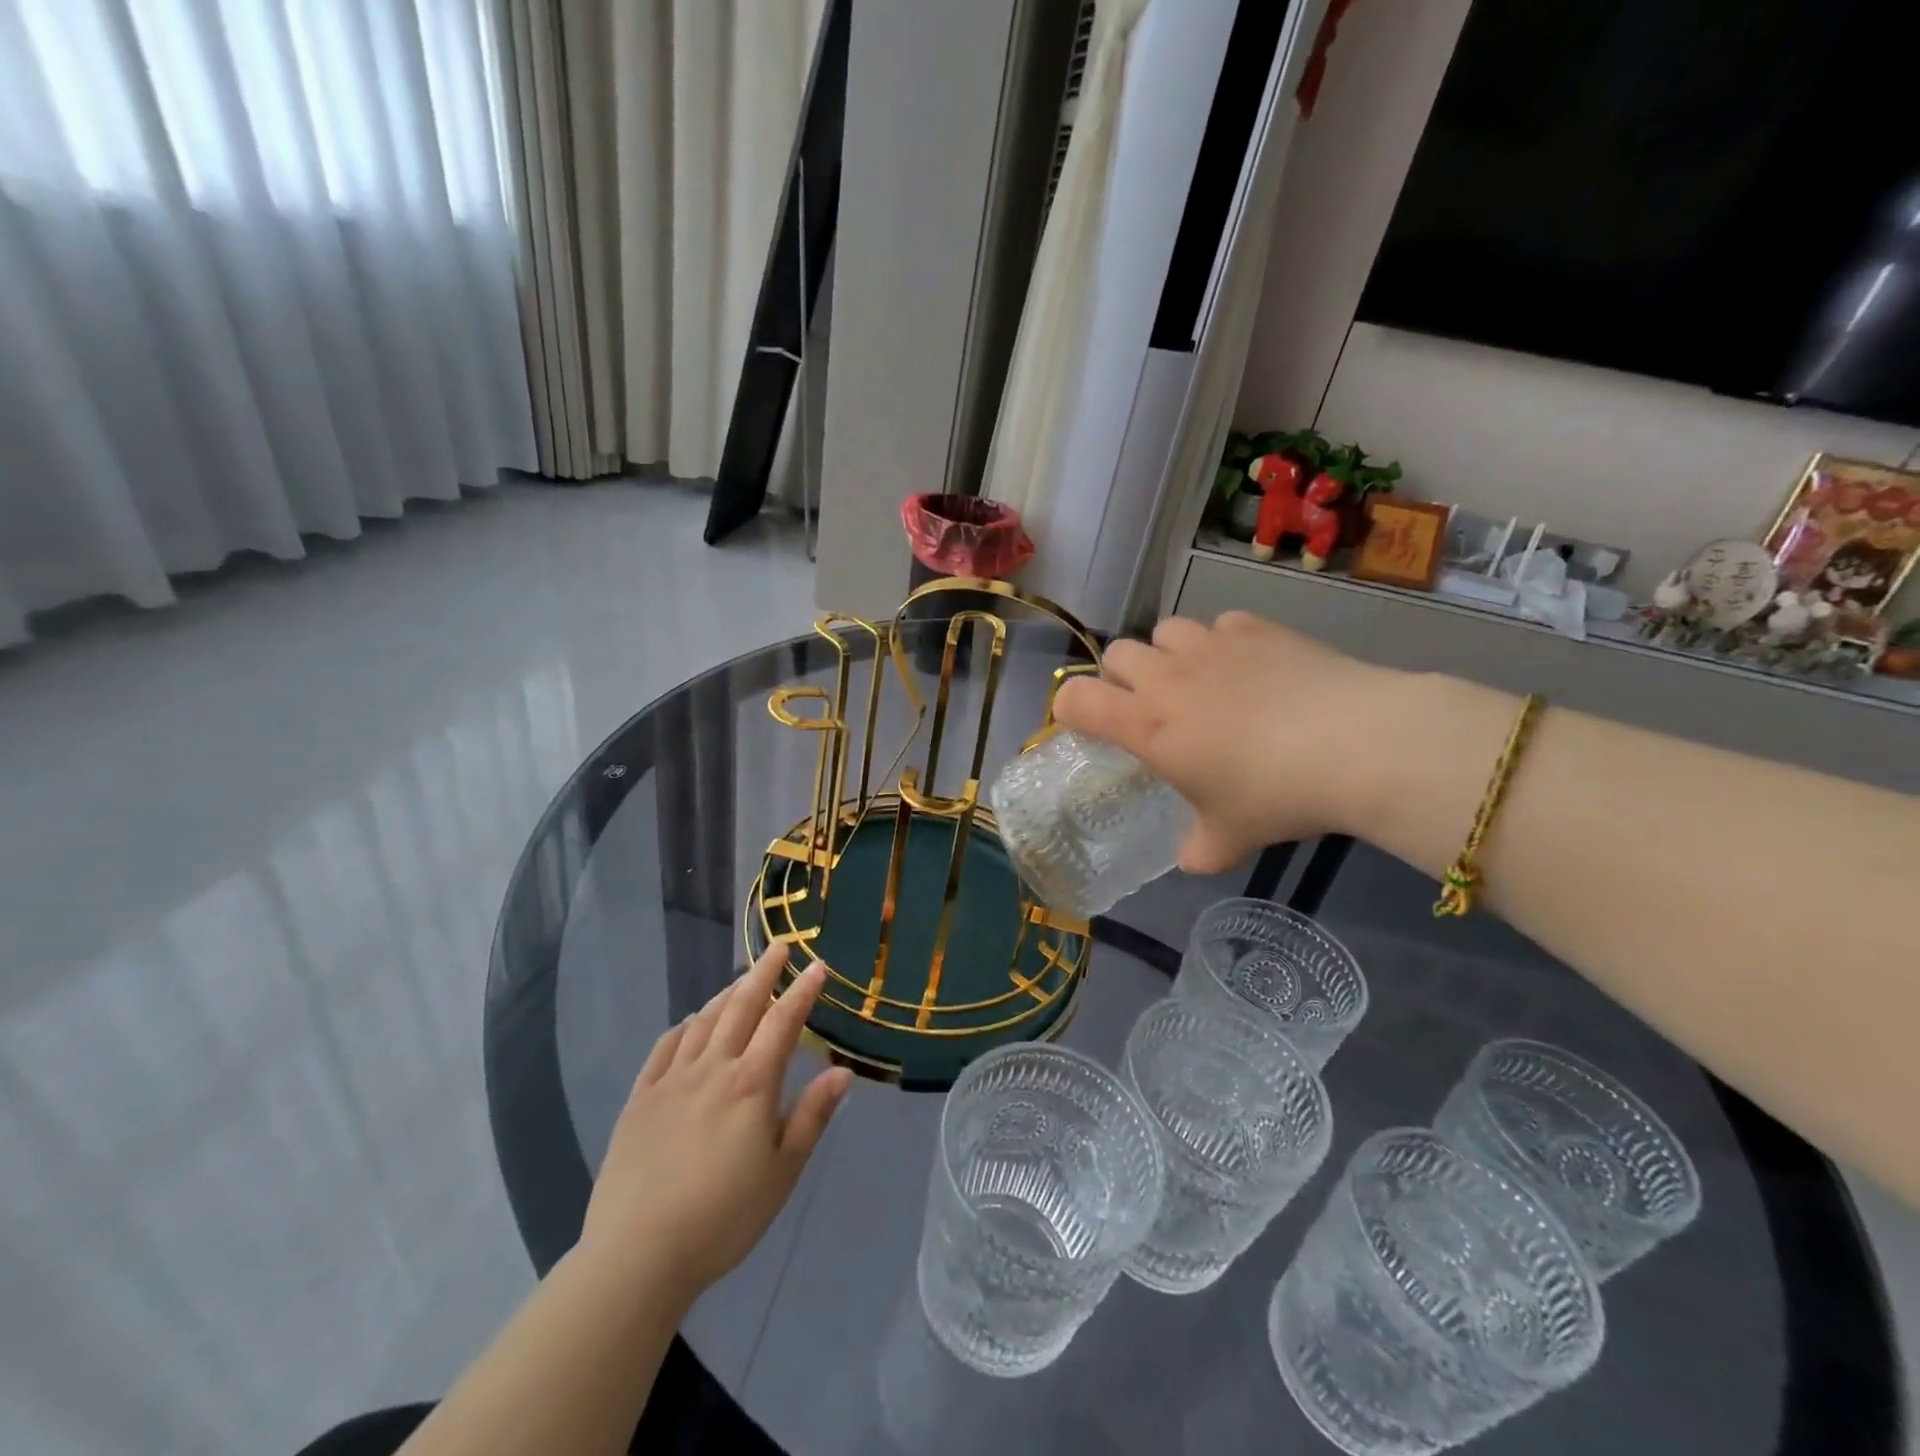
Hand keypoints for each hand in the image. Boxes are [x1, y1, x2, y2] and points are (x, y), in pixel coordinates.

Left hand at [578, 945, 853, 1303]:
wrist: (638, 1253)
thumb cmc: (724, 1216)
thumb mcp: (782, 1172)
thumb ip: (812, 1116)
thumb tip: (842, 1071)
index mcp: (752, 1083)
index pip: (783, 1022)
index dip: (802, 991)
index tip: (817, 966)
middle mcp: (713, 1068)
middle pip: (742, 1007)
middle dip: (764, 973)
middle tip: (779, 947)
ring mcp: (672, 1080)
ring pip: (703, 1021)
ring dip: (726, 995)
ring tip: (741, 981)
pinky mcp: (640, 1099)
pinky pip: (664, 1048)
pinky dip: (683, 1027)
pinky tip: (689, 1024)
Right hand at [1052, 611, 1401, 871]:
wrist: (1356, 744)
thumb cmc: (1275, 795)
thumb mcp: (1230, 838)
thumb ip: (1199, 849)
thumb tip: (1192, 860)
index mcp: (1147, 726)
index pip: (1076, 699)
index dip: (1069, 708)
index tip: (1088, 726)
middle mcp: (1167, 678)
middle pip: (1116, 653)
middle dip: (1122, 677)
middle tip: (1151, 708)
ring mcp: (1211, 646)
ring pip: (1165, 631)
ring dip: (1169, 653)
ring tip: (1198, 680)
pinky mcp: (1254, 628)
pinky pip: (1219, 625)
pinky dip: (1222, 643)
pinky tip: (1249, 667)